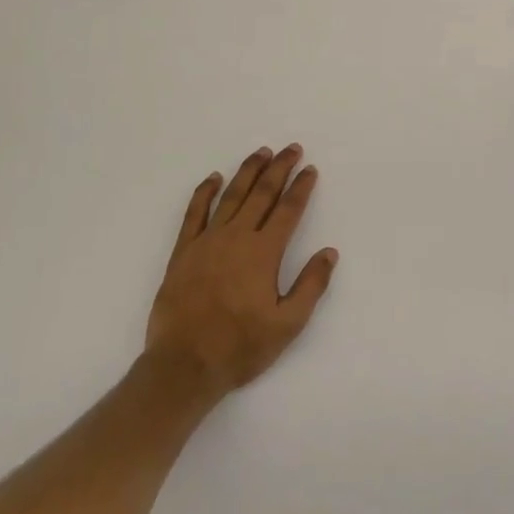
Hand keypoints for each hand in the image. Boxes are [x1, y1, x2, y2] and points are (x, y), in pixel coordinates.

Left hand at [144, 145, 338, 397]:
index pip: (288, 210)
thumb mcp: (288, 324)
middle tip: (291, 149)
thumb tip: (329, 252)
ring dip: (248, 172)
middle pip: (262, 194)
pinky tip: (213, 178)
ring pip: (231, 196)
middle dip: (279, 168)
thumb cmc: (241, 346)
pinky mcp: (183, 252)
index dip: (301, 188)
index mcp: (264, 252)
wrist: (184, 365)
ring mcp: (207, 242)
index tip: (310, 169)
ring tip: (261, 153)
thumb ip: (311, 285)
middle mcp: (237, 238)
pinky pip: (194, 213)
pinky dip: (204, 193)